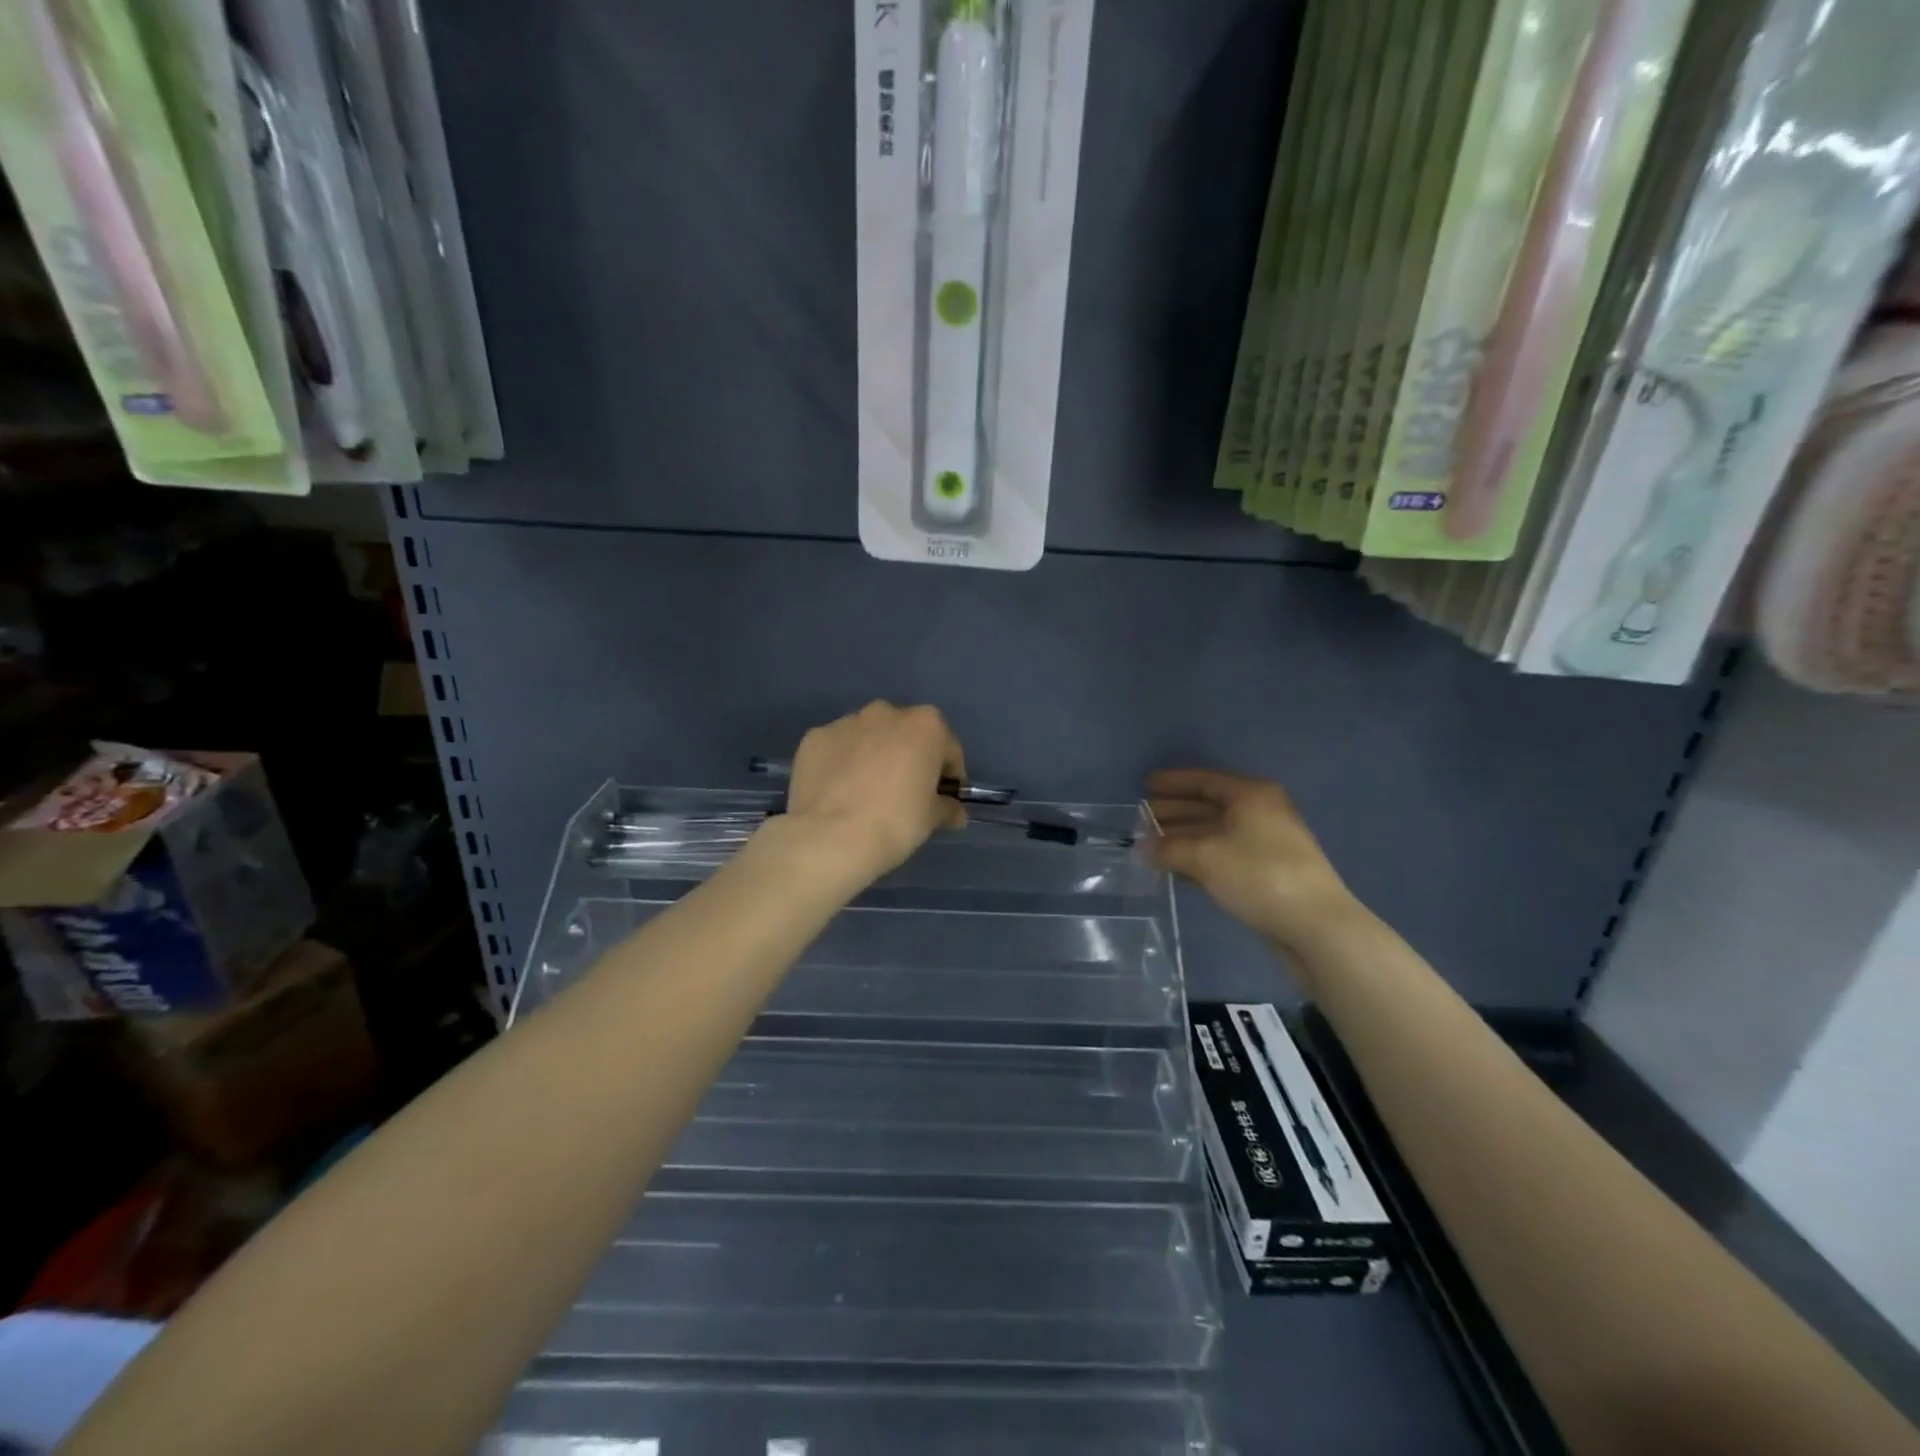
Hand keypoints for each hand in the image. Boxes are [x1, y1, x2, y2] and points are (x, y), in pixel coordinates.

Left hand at [782, 702, 966, 885]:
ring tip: (866, 792)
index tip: (944, 797)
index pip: (948, 748)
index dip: (949, 774)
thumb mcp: (931, 819)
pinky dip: (842, 763)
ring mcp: (846, 722)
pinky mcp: (814, 737)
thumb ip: (947, 807)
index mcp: (925, 725)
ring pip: (869, 736)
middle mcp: (886, 713)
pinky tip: (839, 792)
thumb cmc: (895, 823)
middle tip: (905, 792)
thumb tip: (954, 812)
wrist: (830, 838)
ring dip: (873, 755)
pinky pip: (838, 748)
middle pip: (906, 734)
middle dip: (909, 757)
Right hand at [1147, 768, 1357, 953]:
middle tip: (1142, 820)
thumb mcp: (1205, 857)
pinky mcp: (1268, 872)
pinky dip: (1200, 859)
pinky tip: (1176, 870)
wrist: (1315, 925)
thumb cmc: (1258, 875)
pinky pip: (1225, 856)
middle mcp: (1261, 812)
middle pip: (1209, 806)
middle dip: (1175, 813)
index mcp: (1251, 795)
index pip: (1205, 780)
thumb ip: (1168, 848)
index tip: (1145, 786)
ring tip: (1151, 848)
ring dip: (1184, 839)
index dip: (1173, 782)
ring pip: (1216, 833)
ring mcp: (1267, 843)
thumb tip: (1142, 848)